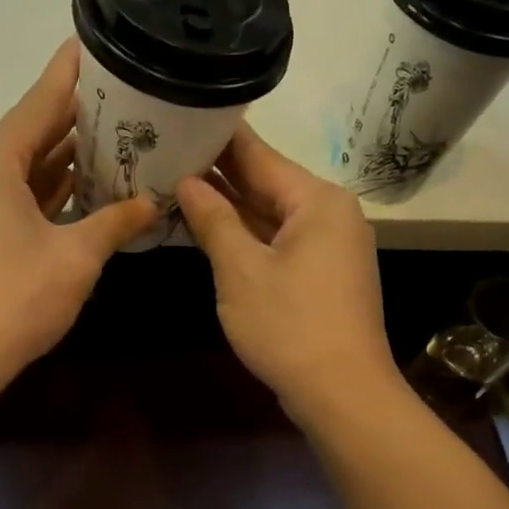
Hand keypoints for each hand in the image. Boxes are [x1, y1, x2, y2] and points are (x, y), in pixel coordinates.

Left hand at [0, 39, 159, 386]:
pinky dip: (41, 193)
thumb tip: (153, 203)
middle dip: (75, 122)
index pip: (41, 102)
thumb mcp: (76, 256)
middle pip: (31, 134)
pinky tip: (78, 192)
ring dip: (60, 162)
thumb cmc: (15, 297)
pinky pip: (8, 198)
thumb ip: (116, 221)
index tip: (92, 42)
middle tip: (123, 104)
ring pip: (20, 170)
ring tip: (110, 144)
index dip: (71, 73)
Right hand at [176, 125, 398, 421]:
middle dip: (218, 173)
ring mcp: (329, 246)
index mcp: (316, 200)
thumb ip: (213, 220)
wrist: (342, 393)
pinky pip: (278, 241)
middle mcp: (329, 214)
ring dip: (229, 206)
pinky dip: (246, 236)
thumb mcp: (241, 270)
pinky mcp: (322, 274)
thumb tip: (187, 182)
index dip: (217, 137)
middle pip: (266, 182)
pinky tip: (209, 228)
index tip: (181, 115)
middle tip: (166, 150)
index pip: (258, 155)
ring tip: (176, 183)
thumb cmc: (290, 326)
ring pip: (270, 214)